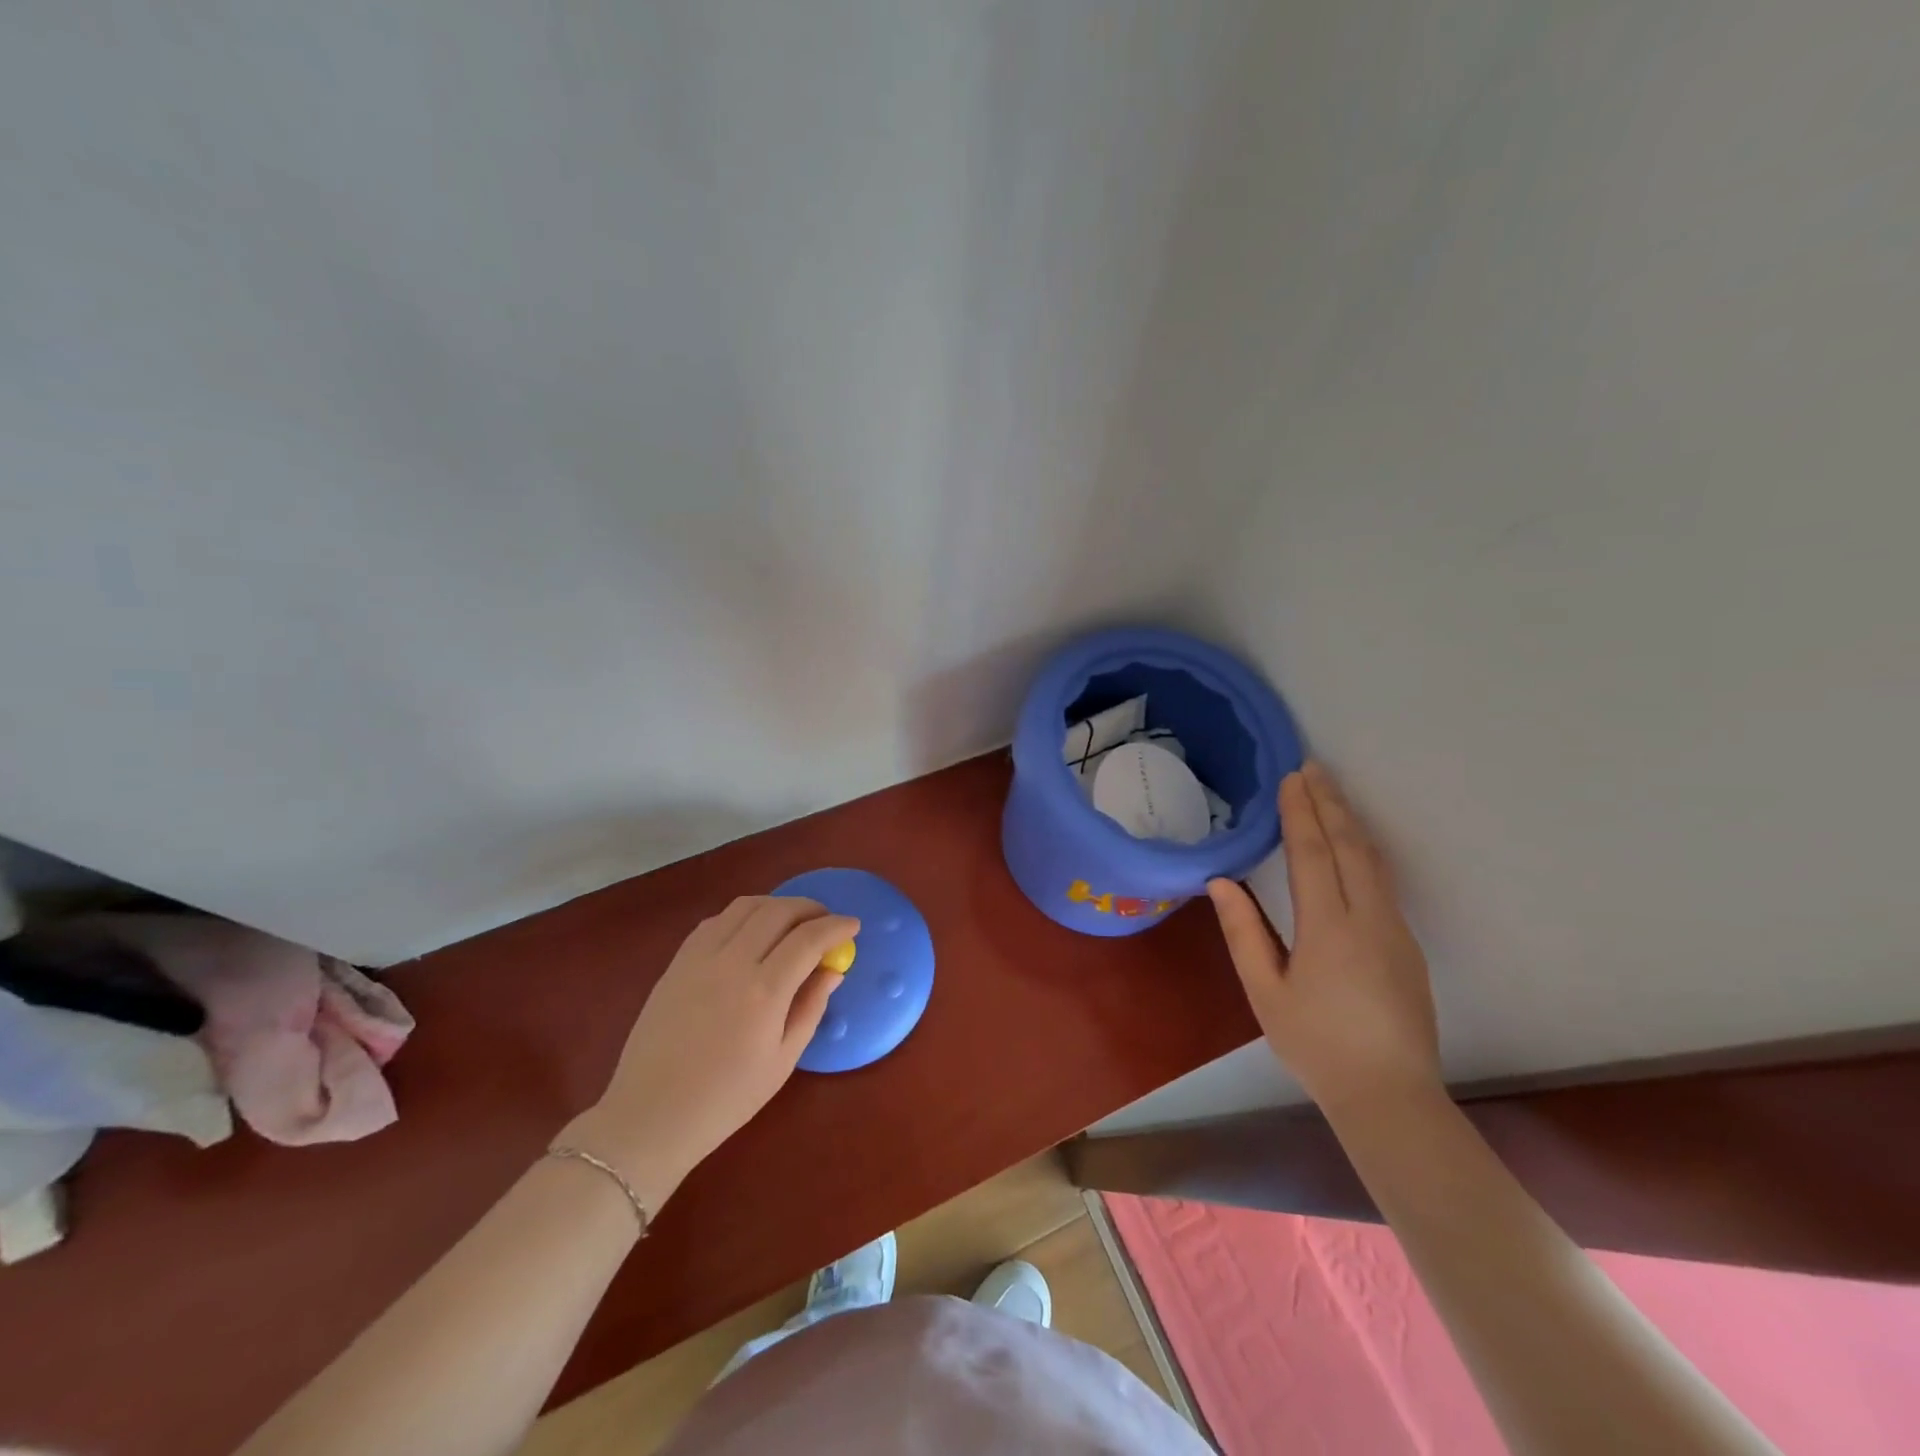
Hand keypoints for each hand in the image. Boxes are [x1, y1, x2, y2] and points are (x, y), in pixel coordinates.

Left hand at [559, 896, 858, 1209]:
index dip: (836, 926)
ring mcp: (700, 958)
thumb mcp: (782, 1061)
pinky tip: (751, 932)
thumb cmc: (725, 1099)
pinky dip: (743, 915)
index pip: (809, 938)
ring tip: (792, 921)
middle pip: (778, 911)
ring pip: (746, 906)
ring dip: (777, 905)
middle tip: (826, 921)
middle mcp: (732, 963)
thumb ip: (811, 1007)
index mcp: (764, 992)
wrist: (650, 1116)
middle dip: (810, 908)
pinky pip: (716, 920)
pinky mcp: (677, 961)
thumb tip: (833, 970)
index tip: (853, 926)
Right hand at [1208, 761, 1439, 1114]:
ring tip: (1331, 794)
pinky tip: (1353, 846)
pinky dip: (1364, 851)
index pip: (1314, 854)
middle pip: (1351, 846)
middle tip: (1313, 768)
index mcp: (1329, 928)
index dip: (1301, 813)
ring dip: (1351, 822)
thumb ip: (1244, 933)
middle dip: (1331, 803)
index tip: (1292, 778)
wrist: (1390, 1096)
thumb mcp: (1265, 992)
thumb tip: (1222, 883)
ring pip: (1374, 862)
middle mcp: (1370, 919)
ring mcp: (1396, 931)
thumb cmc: (1316, 1045)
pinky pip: (1383, 882)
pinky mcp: (1407, 946)